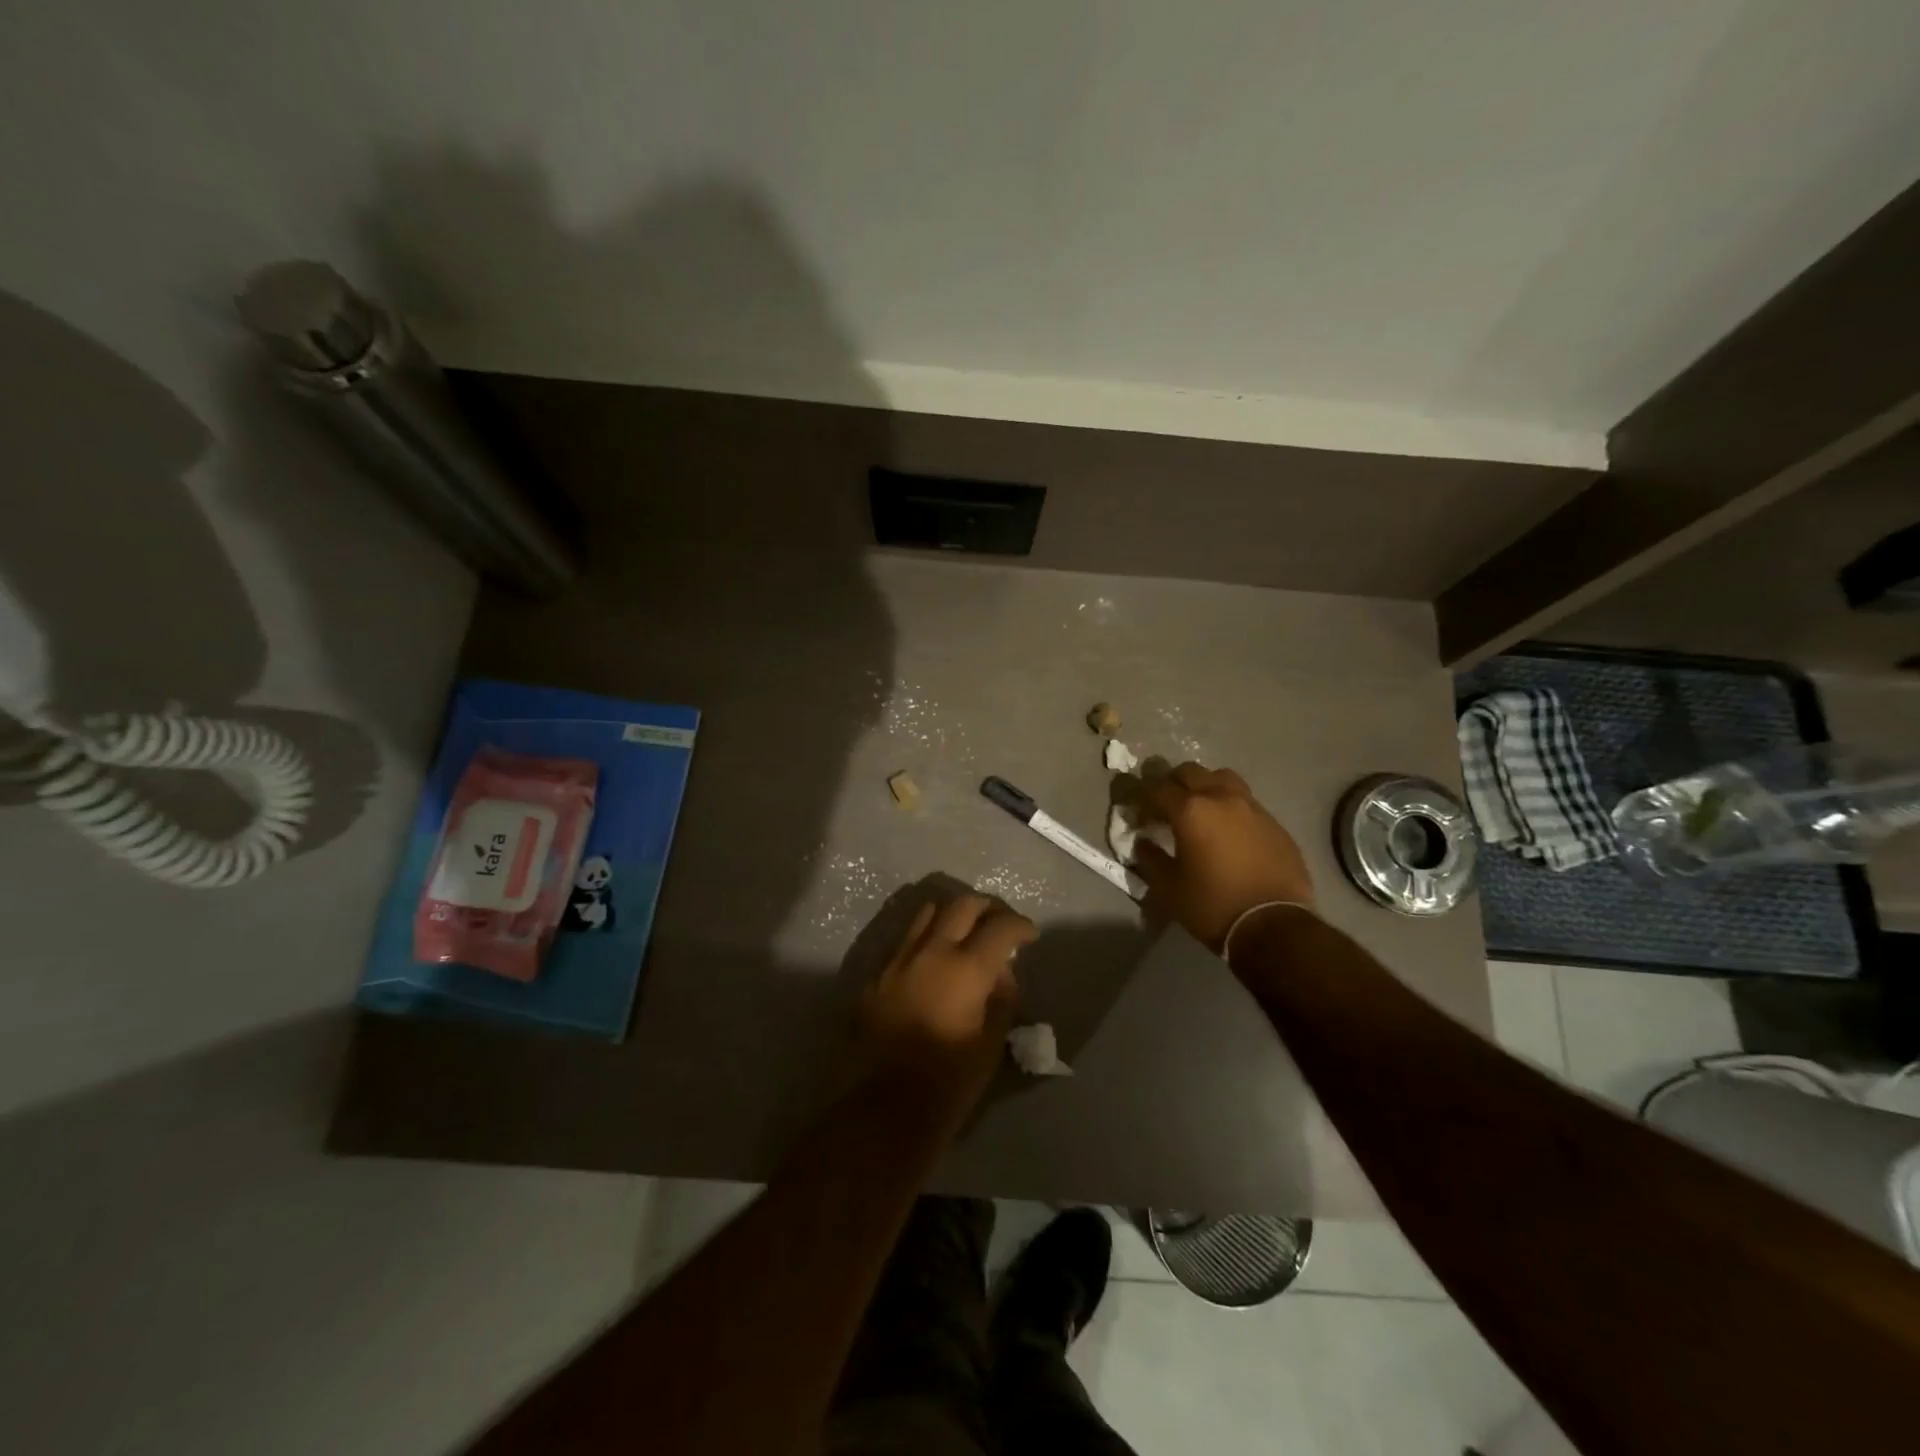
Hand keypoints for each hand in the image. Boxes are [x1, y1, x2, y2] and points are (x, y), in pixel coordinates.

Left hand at [857, 892, 1036, 1118]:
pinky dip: (925, 939)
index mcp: (965, 969)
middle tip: (1000, 925)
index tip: (1030, 935)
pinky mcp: (875, 975)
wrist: (881, 1111)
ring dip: (952, 915)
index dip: (1020, 926)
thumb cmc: (947, 1085)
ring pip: (927, 913)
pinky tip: (933, 963)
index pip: (1000, 927)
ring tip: (965, 934)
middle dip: (987, 908)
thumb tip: (1000, 973)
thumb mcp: (990, 1044)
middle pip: (962, 905)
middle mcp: (929, 952)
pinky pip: (904, 940)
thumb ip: (1000, 999)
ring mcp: (897, 960)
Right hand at [1132, 762, 1314, 949]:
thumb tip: (1143, 842)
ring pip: (1222, 778)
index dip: (1141, 799)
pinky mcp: (1274, 822)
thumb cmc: (1212, 905)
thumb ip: (1149, 858)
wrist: (1274, 925)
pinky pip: (1245, 801)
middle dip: (1171, 784)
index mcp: (1190, 810)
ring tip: (1199, 809)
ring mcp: (1252, 807)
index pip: (1156, 788)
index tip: (1137, 816)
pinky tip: (1227, 831)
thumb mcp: (1168, 887)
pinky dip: (1229, 806)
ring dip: (1204, 786)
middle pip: (1190, 772)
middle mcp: (1221, 798)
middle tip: (1164, 807)